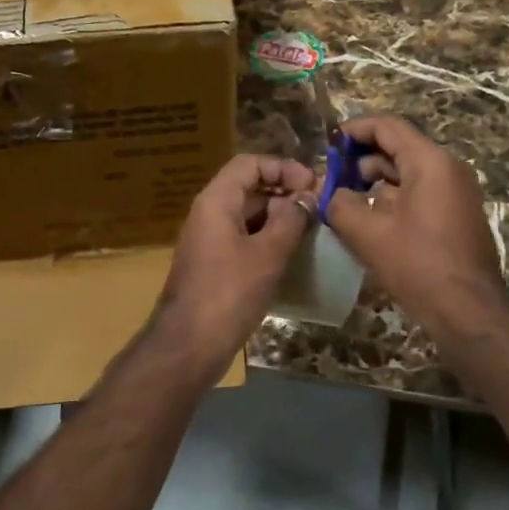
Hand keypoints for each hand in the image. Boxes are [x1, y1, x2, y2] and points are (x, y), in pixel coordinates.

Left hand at [154, 153, 315, 369]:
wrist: (189, 345)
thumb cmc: (229, 292)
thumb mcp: (267, 253)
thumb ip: (290, 219)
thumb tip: (306, 196)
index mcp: (216, 201)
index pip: (250, 164)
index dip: (283, 167)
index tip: (312, 185)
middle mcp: (209, 214)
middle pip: (249, 187)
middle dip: (285, 193)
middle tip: (319, 209)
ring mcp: (209, 240)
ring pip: (248, 215)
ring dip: (279, 218)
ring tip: (312, 231)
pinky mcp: (214, 265)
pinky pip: (244, 239)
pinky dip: (268, 240)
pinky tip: (292, 256)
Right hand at [323, 114, 508, 335]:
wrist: (469, 310)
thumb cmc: (417, 264)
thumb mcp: (367, 233)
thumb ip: (340, 203)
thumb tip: (329, 192)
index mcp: (430, 161)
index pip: (387, 126)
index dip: (354, 130)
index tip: (328, 145)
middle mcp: (448, 168)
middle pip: (398, 148)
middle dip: (361, 160)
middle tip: (332, 178)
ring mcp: (457, 191)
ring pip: (409, 172)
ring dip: (376, 181)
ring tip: (345, 201)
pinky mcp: (458, 214)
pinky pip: (421, 192)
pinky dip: (394, 197)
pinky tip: (371, 220)